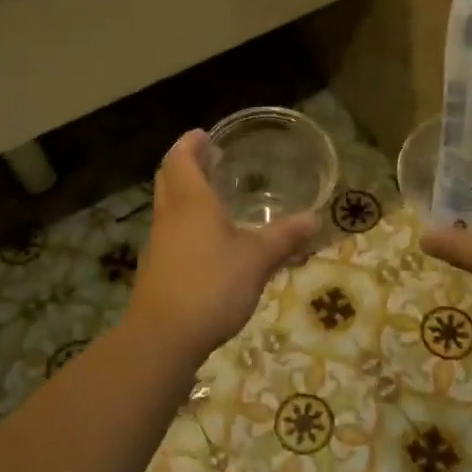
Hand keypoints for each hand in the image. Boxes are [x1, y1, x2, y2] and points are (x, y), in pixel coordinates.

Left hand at [125, 131, 317, 361]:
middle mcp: (170, 214)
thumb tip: (313, 218)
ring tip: (213, 194)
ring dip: (185, 192)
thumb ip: (284, 237)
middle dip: (187, 163)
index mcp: (190, 201)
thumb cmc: (211, 285)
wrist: (164, 336)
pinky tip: (209, 238)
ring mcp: (159, 241)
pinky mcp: (158, 267)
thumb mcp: (256, 260)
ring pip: (168, 204)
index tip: (204, 135)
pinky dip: (186, 220)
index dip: (190, 143)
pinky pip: (171, 229)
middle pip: (169, 177)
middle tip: (210, 158)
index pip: (180, 158)